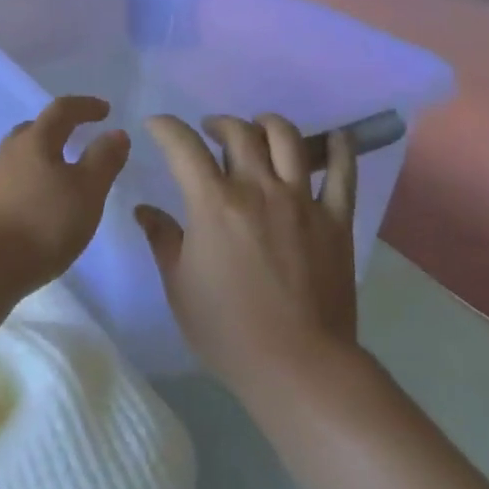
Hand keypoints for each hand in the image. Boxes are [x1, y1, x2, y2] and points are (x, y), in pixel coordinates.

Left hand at [0, 96, 130, 294]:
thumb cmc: (41, 223)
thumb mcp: (87, 192)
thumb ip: (104, 160)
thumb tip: (115, 132)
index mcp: (35, 141)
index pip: (62, 110)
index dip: (85, 106)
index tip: (105, 110)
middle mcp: (8, 152)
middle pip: (34, 130)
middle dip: (58, 129)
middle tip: (78, 137)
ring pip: (20, 157)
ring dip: (42, 157)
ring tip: (61, 174)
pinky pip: (12, 181)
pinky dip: (30, 182)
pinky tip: (39, 203)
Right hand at [135, 114, 361, 391]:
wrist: (297, 365)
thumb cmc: (226, 329)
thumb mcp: (179, 285)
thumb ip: (163, 239)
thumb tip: (145, 210)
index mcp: (213, 203)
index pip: (183, 147)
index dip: (166, 128)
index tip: (156, 125)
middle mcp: (257, 189)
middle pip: (239, 133)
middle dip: (218, 123)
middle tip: (209, 133)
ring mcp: (301, 201)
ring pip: (287, 139)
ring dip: (267, 124)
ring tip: (258, 130)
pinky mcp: (335, 219)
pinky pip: (343, 172)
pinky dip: (339, 147)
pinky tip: (335, 137)